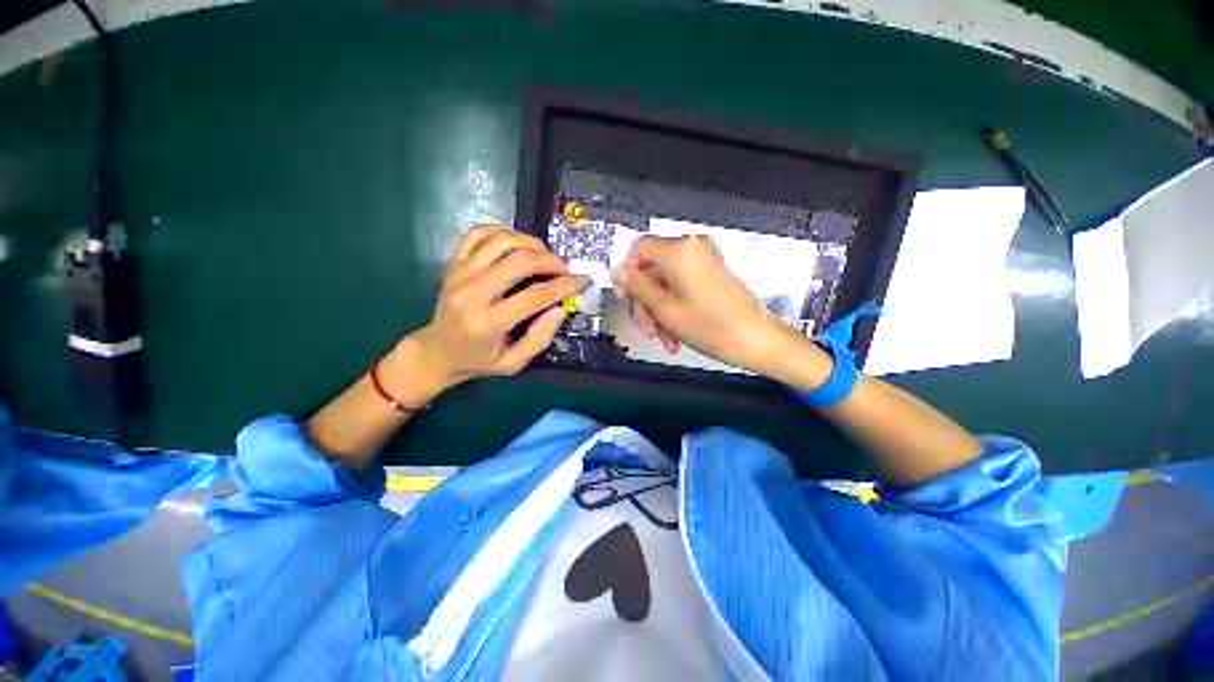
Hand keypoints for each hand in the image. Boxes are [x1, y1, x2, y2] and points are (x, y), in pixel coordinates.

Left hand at [404, 225, 586, 386]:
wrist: (436, 352)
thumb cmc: (478, 361)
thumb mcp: (513, 364)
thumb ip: (539, 339)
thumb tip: (560, 309)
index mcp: (488, 323)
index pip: (534, 295)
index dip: (564, 286)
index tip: (582, 281)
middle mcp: (472, 293)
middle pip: (519, 261)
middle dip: (551, 261)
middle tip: (565, 269)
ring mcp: (460, 274)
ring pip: (501, 241)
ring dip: (530, 243)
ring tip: (545, 255)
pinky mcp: (453, 264)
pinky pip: (478, 234)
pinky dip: (502, 231)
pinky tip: (517, 243)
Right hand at [611, 235, 798, 373]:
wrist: (757, 340)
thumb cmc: (714, 327)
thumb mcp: (665, 309)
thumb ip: (637, 287)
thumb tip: (618, 272)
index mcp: (680, 251)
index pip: (638, 249)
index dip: (628, 275)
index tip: (627, 298)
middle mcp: (692, 248)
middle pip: (651, 269)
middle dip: (647, 302)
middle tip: (649, 328)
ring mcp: (704, 260)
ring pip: (665, 282)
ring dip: (660, 311)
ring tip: (666, 338)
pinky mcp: (711, 273)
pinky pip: (681, 286)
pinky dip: (674, 307)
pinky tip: (676, 332)